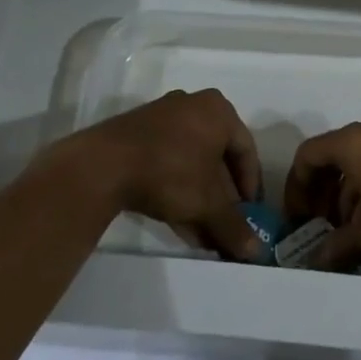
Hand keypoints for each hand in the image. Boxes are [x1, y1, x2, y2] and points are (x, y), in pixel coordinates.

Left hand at [78, 89, 264, 260]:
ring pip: (192, 163)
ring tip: (203, 233)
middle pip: (218, 158)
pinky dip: (178, 189)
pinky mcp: (138, 134)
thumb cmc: (170, 172)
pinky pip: (169, 162)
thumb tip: (256, 253)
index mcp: (218, 110)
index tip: (251, 216)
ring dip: (201, 199)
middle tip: (227, 226)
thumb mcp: (208, 204)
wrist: (104, 165)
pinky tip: (179, 222)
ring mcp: (163, 118)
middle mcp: (193, 106)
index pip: (247, 150)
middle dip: (223, 198)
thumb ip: (234, 227)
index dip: (251, 187)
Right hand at [282, 116, 360, 269]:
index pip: (308, 156)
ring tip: (348, 235)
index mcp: (352, 142)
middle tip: (319, 229)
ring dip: (346, 198)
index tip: (297, 220)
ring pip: (358, 165)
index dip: (297, 188)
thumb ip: (337, 246)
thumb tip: (314, 263)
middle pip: (332, 158)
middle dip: (322, 195)